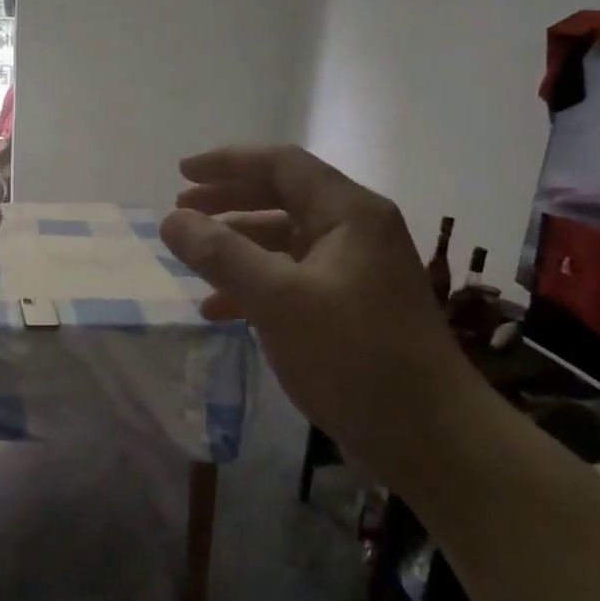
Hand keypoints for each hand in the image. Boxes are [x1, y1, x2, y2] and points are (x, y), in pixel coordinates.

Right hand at [158, 145, 473, 477]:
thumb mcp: (278, 301)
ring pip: (283, 242)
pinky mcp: (349, 309)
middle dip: (228, 201)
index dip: (228, 163)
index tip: (180, 173)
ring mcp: (354, 272)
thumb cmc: (355, 358)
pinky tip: (219, 310)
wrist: (428, 438)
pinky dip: (253, 286)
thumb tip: (171, 220)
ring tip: (192, 260)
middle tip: (181, 212)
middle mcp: (355, 233)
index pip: (282, 165)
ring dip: (236, 246)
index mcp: (350, 214)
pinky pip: (291, 280)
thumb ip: (221, 255)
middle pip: (282, 198)